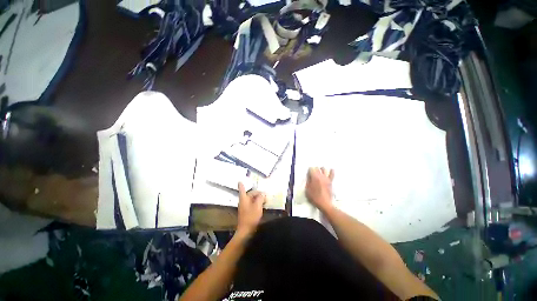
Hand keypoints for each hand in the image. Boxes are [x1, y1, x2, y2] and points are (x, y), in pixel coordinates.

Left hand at [237, 182, 265, 237]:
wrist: (246, 231)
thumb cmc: (251, 217)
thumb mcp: (257, 206)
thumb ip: (260, 198)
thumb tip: (262, 193)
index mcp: (244, 199)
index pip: (242, 190)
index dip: (241, 185)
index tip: (239, 180)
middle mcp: (243, 202)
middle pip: (250, 194)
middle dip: (257, 193)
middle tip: (265, 195)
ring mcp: (244, 207)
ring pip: (252, 199)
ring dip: (258, 199)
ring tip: (265, 200)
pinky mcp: (247, 212)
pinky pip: (252, 204)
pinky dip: (257, 203)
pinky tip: (262, 206)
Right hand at [306, 167, 334, 212]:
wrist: (324, 203)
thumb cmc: (314, 197)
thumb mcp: (307, 189)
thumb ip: (308, 181)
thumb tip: (309, 176)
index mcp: (314, 177)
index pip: (311, 169)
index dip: (309, 170)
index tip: (308, 173)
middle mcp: (320, 176)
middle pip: (317, 168)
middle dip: (314, 168)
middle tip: (312, 172)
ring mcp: (326, 178)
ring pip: (324, 169)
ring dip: (321, 169)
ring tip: (320, 169)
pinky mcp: (330, 181)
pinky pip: (332, 174)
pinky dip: (331, 171)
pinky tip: (332, 169)